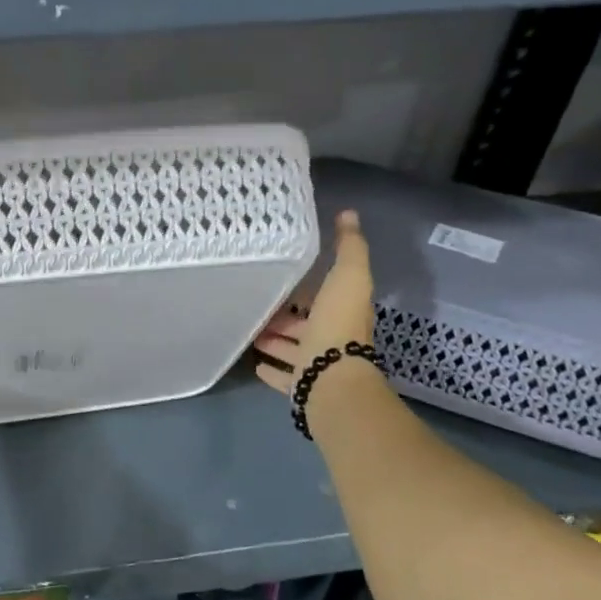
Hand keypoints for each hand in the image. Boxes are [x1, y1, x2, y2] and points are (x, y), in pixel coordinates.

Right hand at [254, 210, 375, 393]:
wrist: (330, 377)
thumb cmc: (338, 324)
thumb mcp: (347, 276)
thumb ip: (348, 247)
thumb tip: (349, 214)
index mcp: (344, 311)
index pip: (326, 296)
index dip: (309, 288)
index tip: (286, 277)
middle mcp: (333, 338)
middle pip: (306, 324)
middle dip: (286, 316)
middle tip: (260, 306)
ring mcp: (317, 364)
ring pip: (293, 349)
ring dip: (275, 340)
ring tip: (251, 332)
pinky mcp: (302, 385)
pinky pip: (284, 377)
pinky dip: (271, 370)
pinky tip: (256, 364)